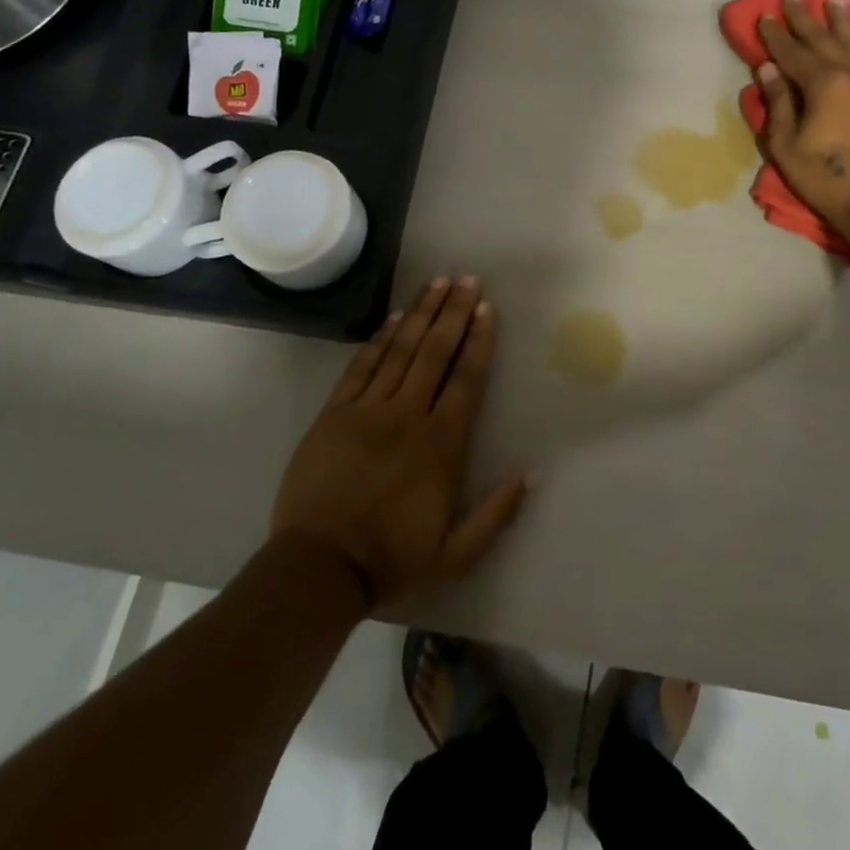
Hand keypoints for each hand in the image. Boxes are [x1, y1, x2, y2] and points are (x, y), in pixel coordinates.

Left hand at [270, 277, 531, 608]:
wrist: (317, 570)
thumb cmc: (390, 560)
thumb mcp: (455, 555)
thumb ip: (497, 514)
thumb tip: (533, 473)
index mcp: (441, 444)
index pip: (466, 379)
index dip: (478, 340)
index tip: (487, 308)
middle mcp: (407, 415)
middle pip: (435, 352)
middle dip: (453, 311)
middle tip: (466, 278)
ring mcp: (367, 410)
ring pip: (400, 350)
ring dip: (421, 313)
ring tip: (437, 282)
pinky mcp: (334, 414)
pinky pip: (361, 366)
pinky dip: (379, 339)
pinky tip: (394, 317)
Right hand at [756, 0, 849, 236]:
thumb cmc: (826, 177)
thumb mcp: (787, 145)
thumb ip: (777, 103)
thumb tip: (768, 69)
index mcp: (822, 84)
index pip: (792, 53)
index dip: (776, 35)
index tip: (764, 16)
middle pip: (824, 39)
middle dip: (805, 18)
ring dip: (841, 21)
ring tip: (834, 1)